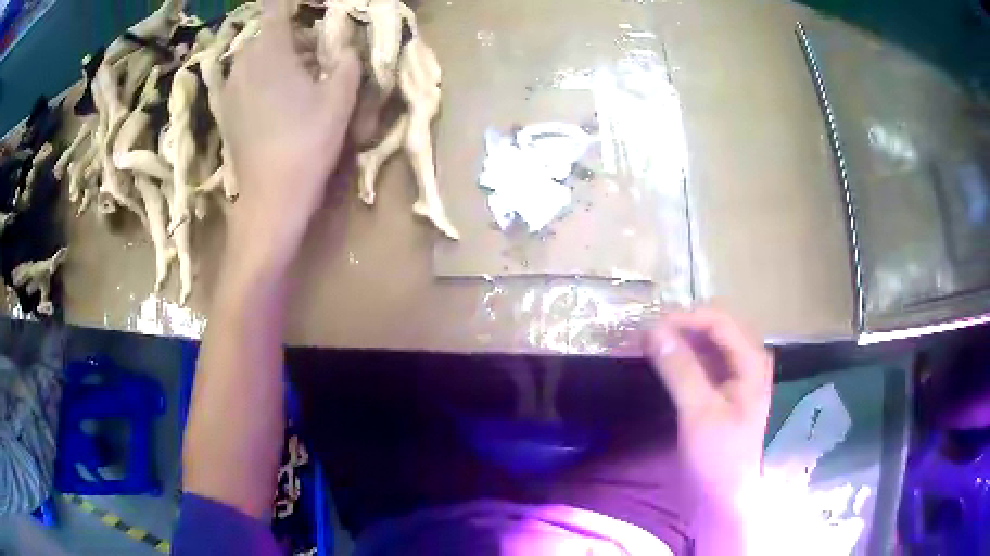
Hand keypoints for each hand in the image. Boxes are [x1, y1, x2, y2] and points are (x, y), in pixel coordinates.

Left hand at [219, 0, 359, 274]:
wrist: (270, 198)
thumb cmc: (307, 142)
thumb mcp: (340, 99)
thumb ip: (347, 63)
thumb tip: (346, 50)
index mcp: (270, 50)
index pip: (274, 8)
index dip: (287, 3)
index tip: (303, 8)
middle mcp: (243, 64)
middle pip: (265, 34)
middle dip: (289, 36)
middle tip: (315, 53)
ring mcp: (230, 89)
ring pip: (253, 58)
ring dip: (276, 58)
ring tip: (299, 78)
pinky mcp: (226, 112)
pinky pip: (245, 80)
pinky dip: (262, 78)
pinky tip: (278, 101)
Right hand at [645, 307, 772, 510]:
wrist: (722, 498)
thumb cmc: (718, 457)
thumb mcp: (699, 412)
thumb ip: (679, 369)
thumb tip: (653, 330)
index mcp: (751, 360)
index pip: (718, 321)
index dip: (683, 319)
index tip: (648, 329)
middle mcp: (746, 360)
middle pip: (712, 329)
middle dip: (679, 328)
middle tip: (643, 339)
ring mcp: (734, 376)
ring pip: (705, 345)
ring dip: (677, 343)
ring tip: (645, 348)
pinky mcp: (720, 392)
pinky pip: (700, 364)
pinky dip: (679, 360)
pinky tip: (659, 365)